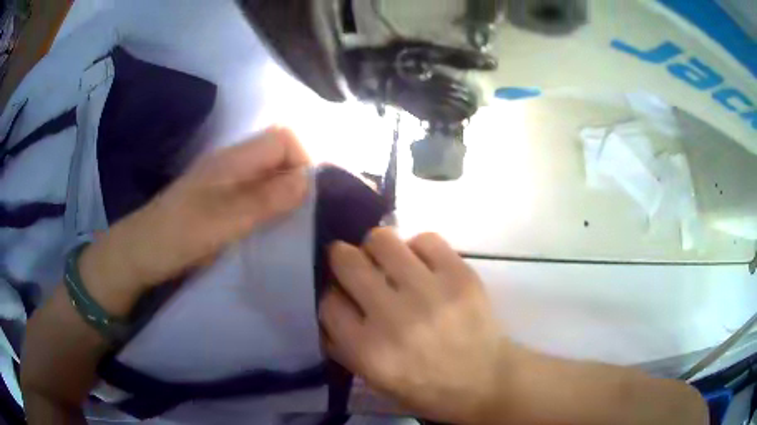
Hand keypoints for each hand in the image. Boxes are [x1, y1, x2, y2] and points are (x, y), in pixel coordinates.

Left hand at [82, 127, 309, 293]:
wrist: (140, 253)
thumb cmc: (178, 235)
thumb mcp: (223, 220)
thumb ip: (265, 199)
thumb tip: (309, 180)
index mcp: (233, 159)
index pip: (284, 137)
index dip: (303, 159)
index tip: (307, 197)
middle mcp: (232, 163)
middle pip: (279, 154)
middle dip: (297, 179)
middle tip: (300, 217)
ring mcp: (225, 181)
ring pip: (268, 175)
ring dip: (284, 195)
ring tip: (289, 226)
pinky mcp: (220, 199)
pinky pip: (255, 193)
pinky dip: (269, 207)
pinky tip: (267, 229)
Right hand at [319, 229, 510, 423]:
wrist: (486, 381)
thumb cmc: (427, 388)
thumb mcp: (375, 380)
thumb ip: (344, 346)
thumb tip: (330, 305)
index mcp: (368, 351)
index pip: (328, 302)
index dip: (332, 295)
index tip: (342, 296)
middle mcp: (394, 317)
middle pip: (346, 261)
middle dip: (342, 258)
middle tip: (354, 264)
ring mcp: (430, 292)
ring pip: (382, 240)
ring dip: (377, 247)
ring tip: (388, 260)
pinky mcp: (460, 275)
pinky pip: (425, 238)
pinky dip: (418, 247)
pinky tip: (423, 264)